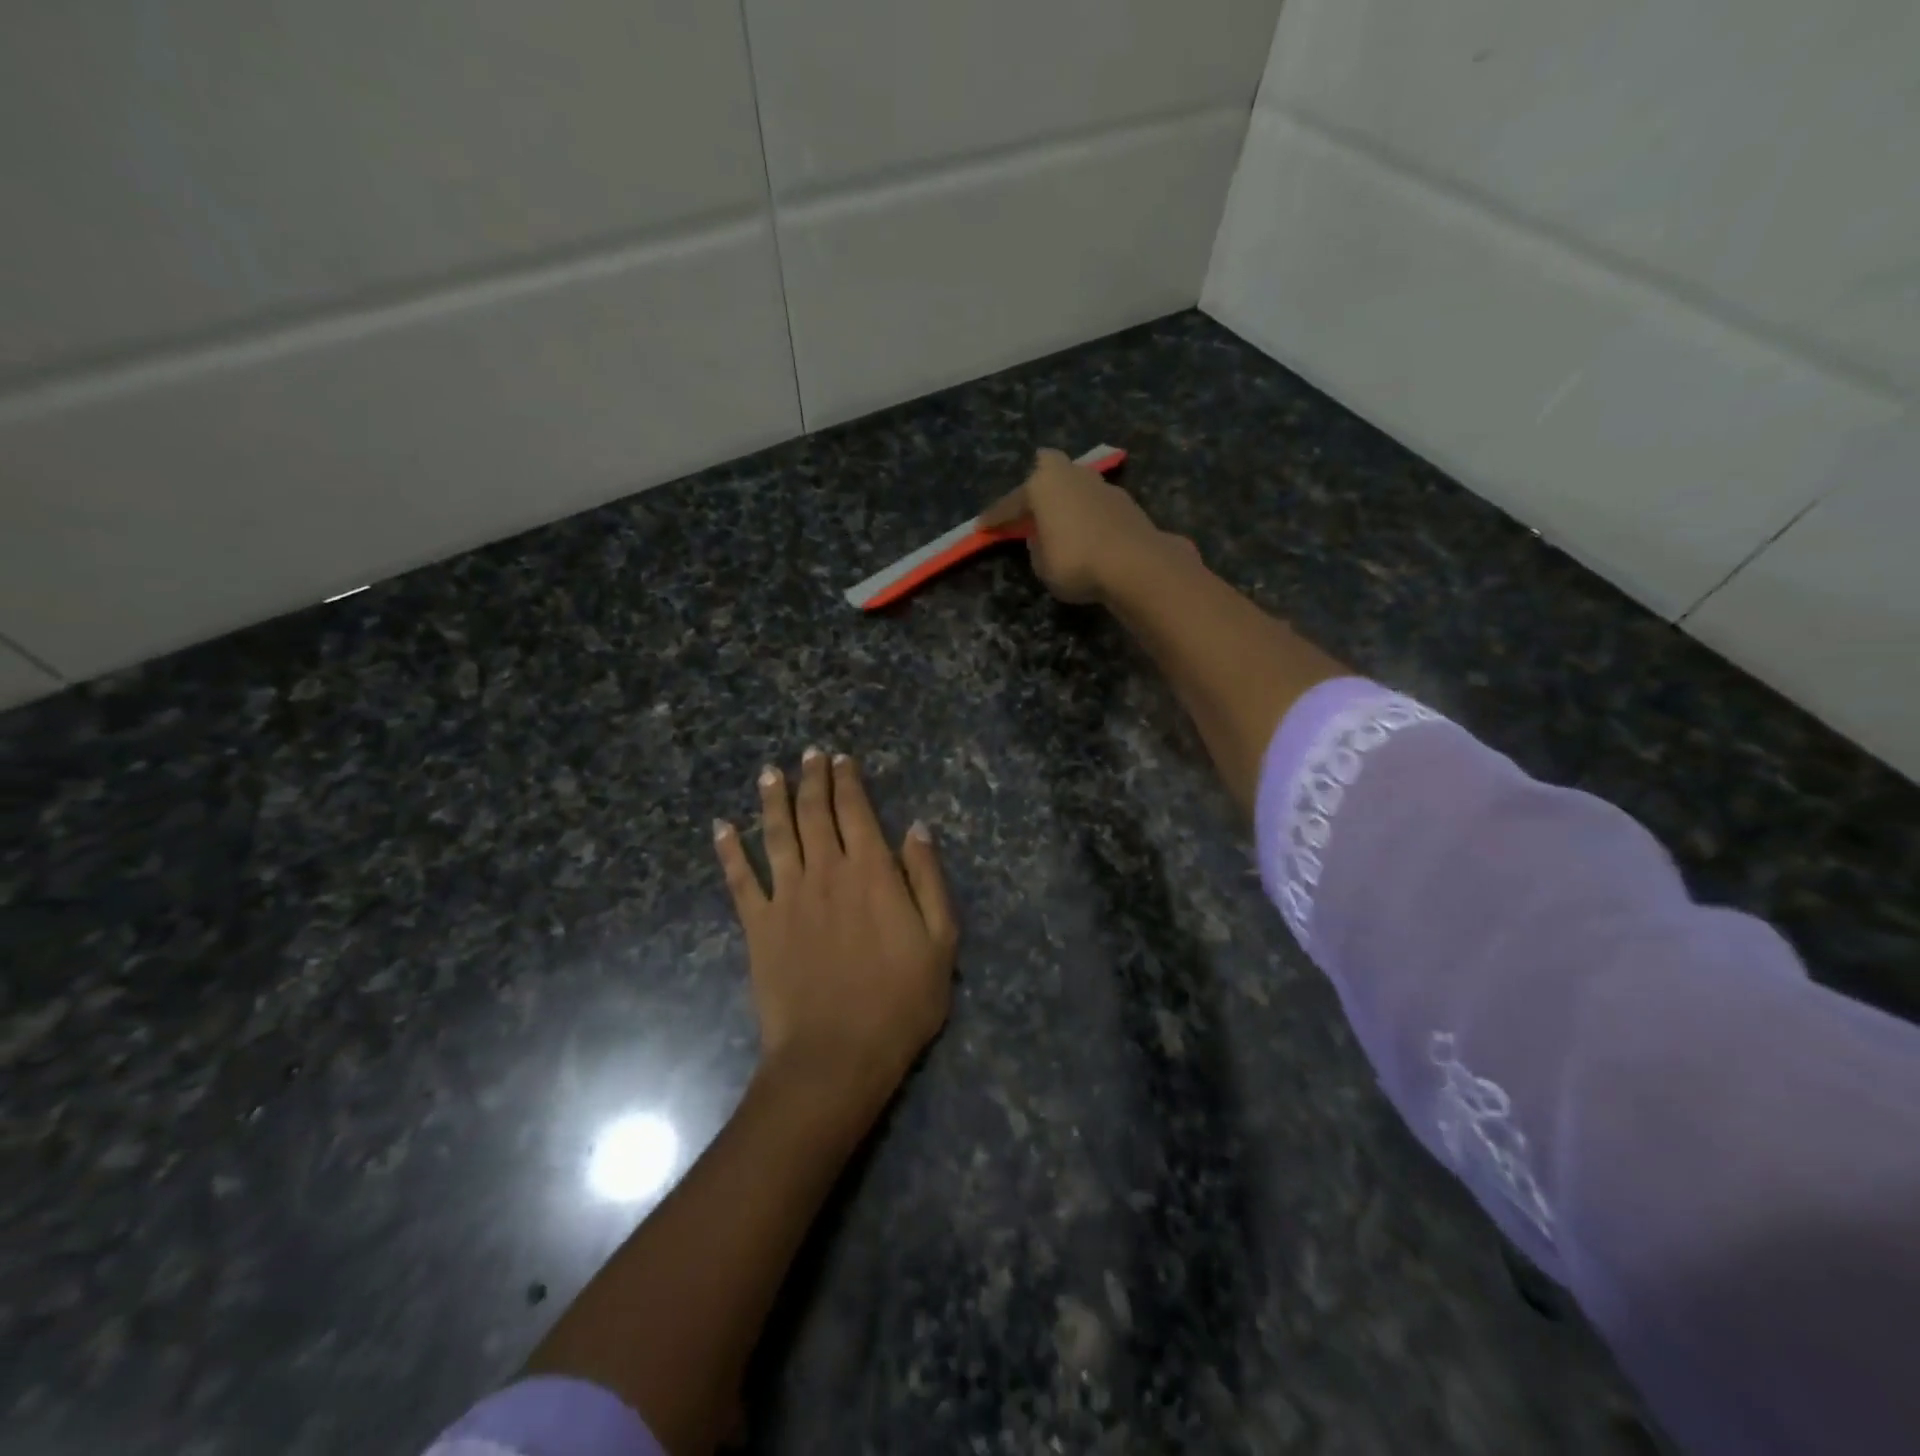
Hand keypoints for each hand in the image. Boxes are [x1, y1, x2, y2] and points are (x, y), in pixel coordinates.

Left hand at [714, 749, 956, 1104]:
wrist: (836, 1054)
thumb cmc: (900, 1001)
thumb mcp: (940, 940)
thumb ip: (927, 878)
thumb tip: (916, 827)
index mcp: (871, 871)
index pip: (856, 811)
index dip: (848, 781)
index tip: (841, 758)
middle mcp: (826, 871)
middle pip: (815, 813)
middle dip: (812, 779)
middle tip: (808, 755)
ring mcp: (787, 896)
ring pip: (777, 834)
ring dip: (772, 800)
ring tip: (769, 773)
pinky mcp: (759, 925)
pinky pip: (740, 879)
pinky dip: (729, 851)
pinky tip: (721, 828)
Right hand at [980, 447, 1169, 603]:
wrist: (1135, 564)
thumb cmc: (1075, 561)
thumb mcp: (1041, 563)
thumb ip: (1036, 545)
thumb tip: (1042, 536)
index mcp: (1043, 484)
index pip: (1011, 503)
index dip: (995, 518)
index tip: (982, 526)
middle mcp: (1072, 475)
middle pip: (1047, 475)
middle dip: (1036, 489)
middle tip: (1027, 510)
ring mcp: (1102, 485)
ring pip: (1074, 487)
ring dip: (1064, 502)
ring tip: (1057, 522)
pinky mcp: (1125, 503)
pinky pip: (1093, 506)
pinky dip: (1085, 516)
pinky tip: (1084, 532)